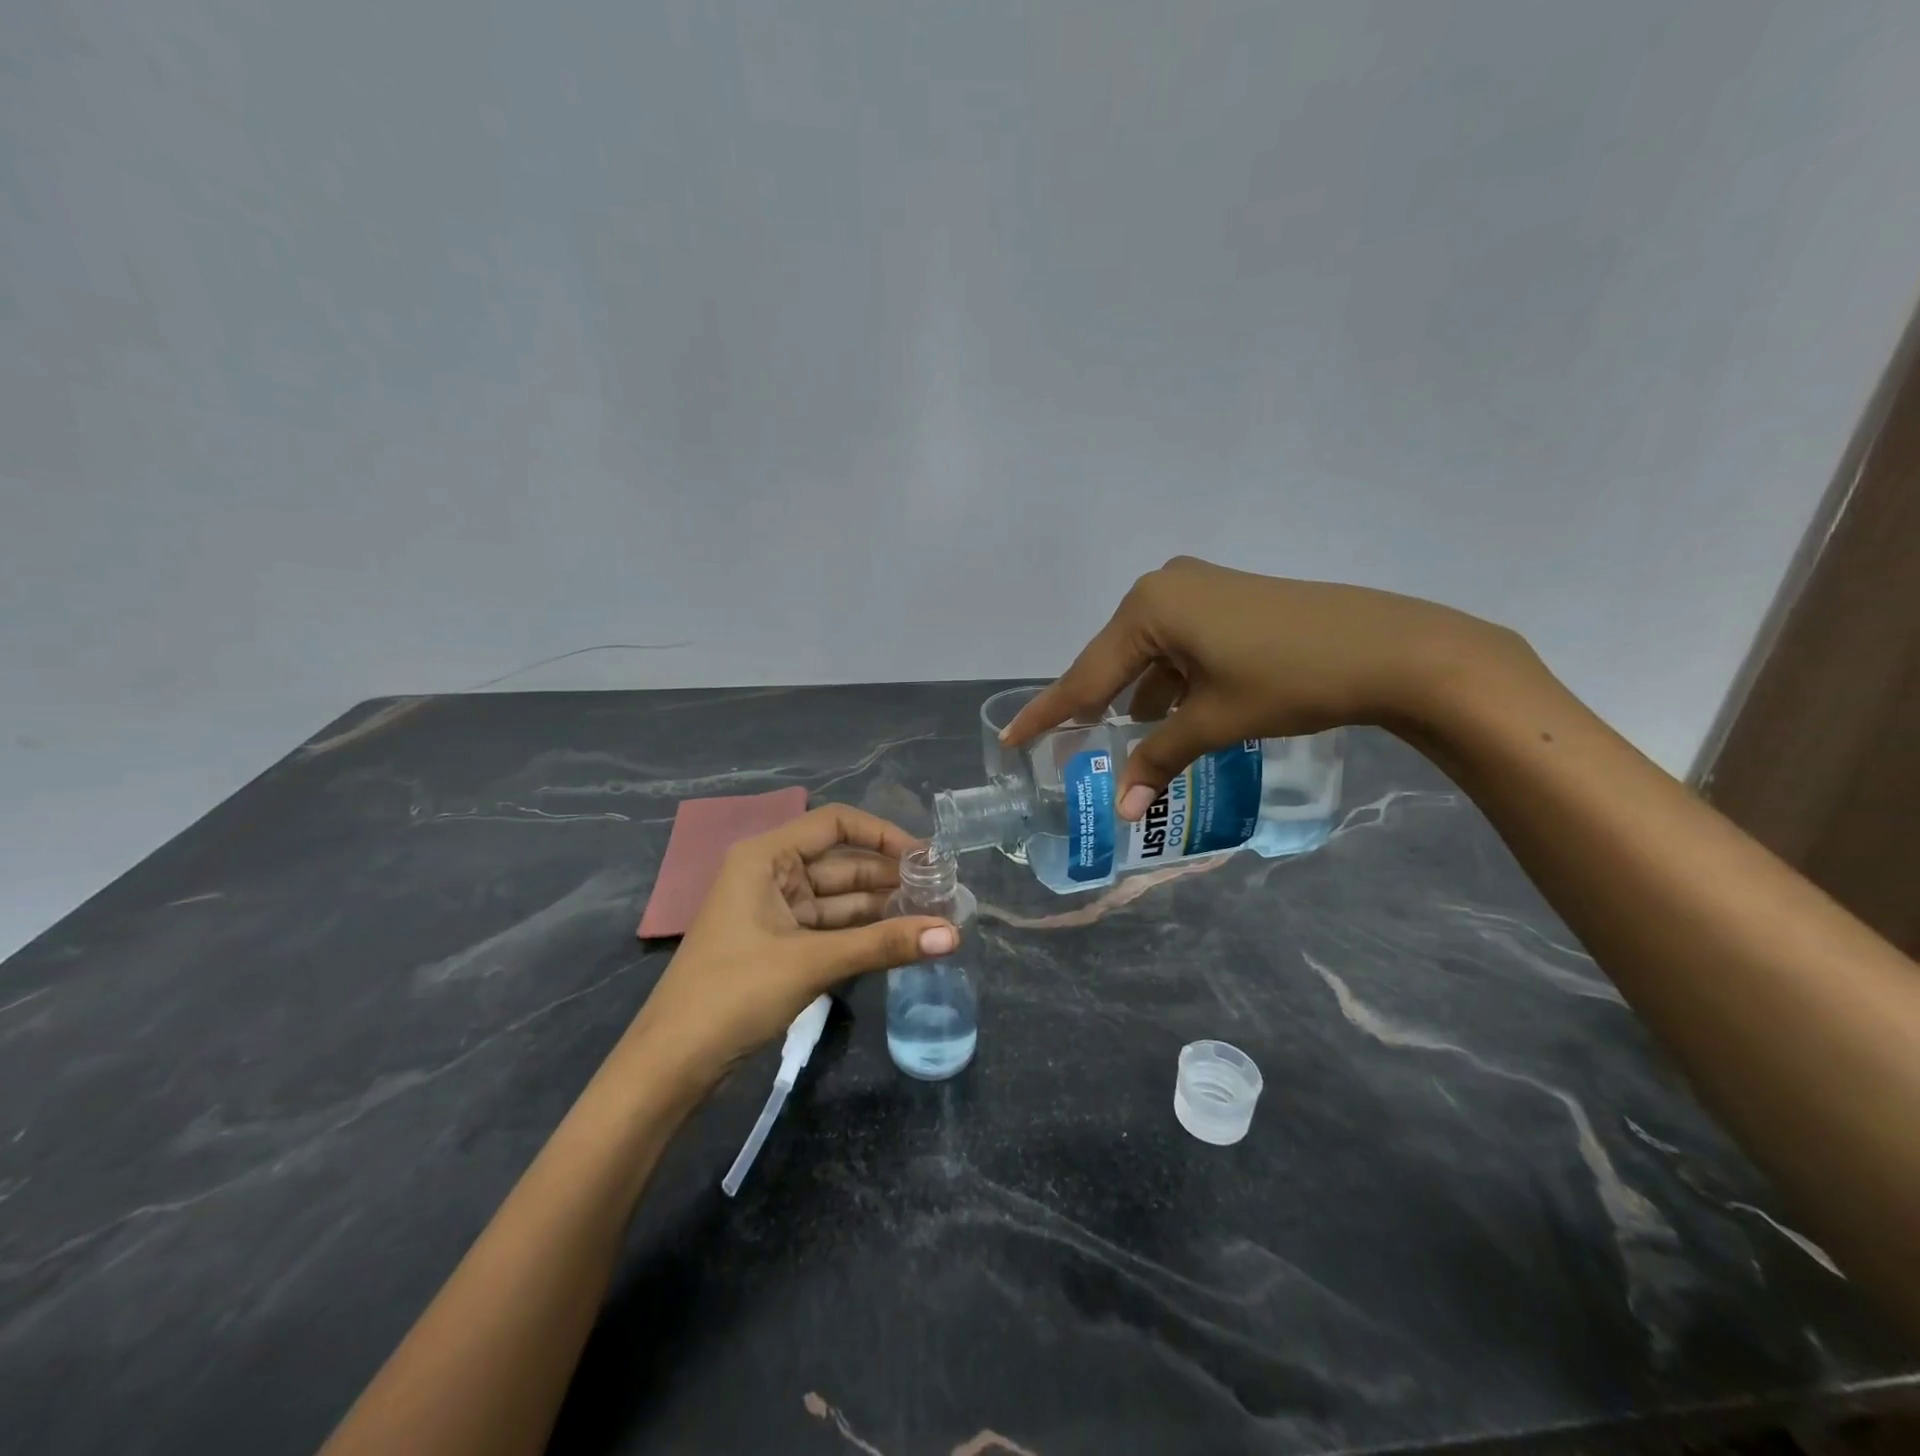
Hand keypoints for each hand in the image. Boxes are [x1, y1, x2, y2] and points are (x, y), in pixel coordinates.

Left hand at [622, 805, 959, 1091]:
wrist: (672, 1064)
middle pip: (842, 862)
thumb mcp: (812, 962)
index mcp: (767, 857)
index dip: (883, 834)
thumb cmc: (734, 993)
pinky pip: (831, 928)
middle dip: (890, 877)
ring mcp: (775, 911)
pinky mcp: (780, 945)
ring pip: (840, 899)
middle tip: (943, 893)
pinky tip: (901, 940)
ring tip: (934, 916)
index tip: (928, 857)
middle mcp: (772, 874)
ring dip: (882, 908)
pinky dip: (863, 933)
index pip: (835, 823)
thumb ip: (883, 944)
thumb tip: (954, 935)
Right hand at [1003, 555, 1524, 819]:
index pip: (1085, 675)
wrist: (1390, 648)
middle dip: (1095, 705)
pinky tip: (1173, 711)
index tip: (1010, 738)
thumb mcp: (1214, 722)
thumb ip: (1159, 759)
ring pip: (1147, 653)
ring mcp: (1197, 588)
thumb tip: (1124, 811)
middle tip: (1068, 743)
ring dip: (1137, 695)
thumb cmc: (1289, 680)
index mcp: (1148, 609)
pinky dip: (1169, 679)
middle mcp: (1163, 588)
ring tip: (1123, 738)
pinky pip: (1177, 644)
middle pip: (1113, 660)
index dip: (1047, 713)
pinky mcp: (1226, 598)